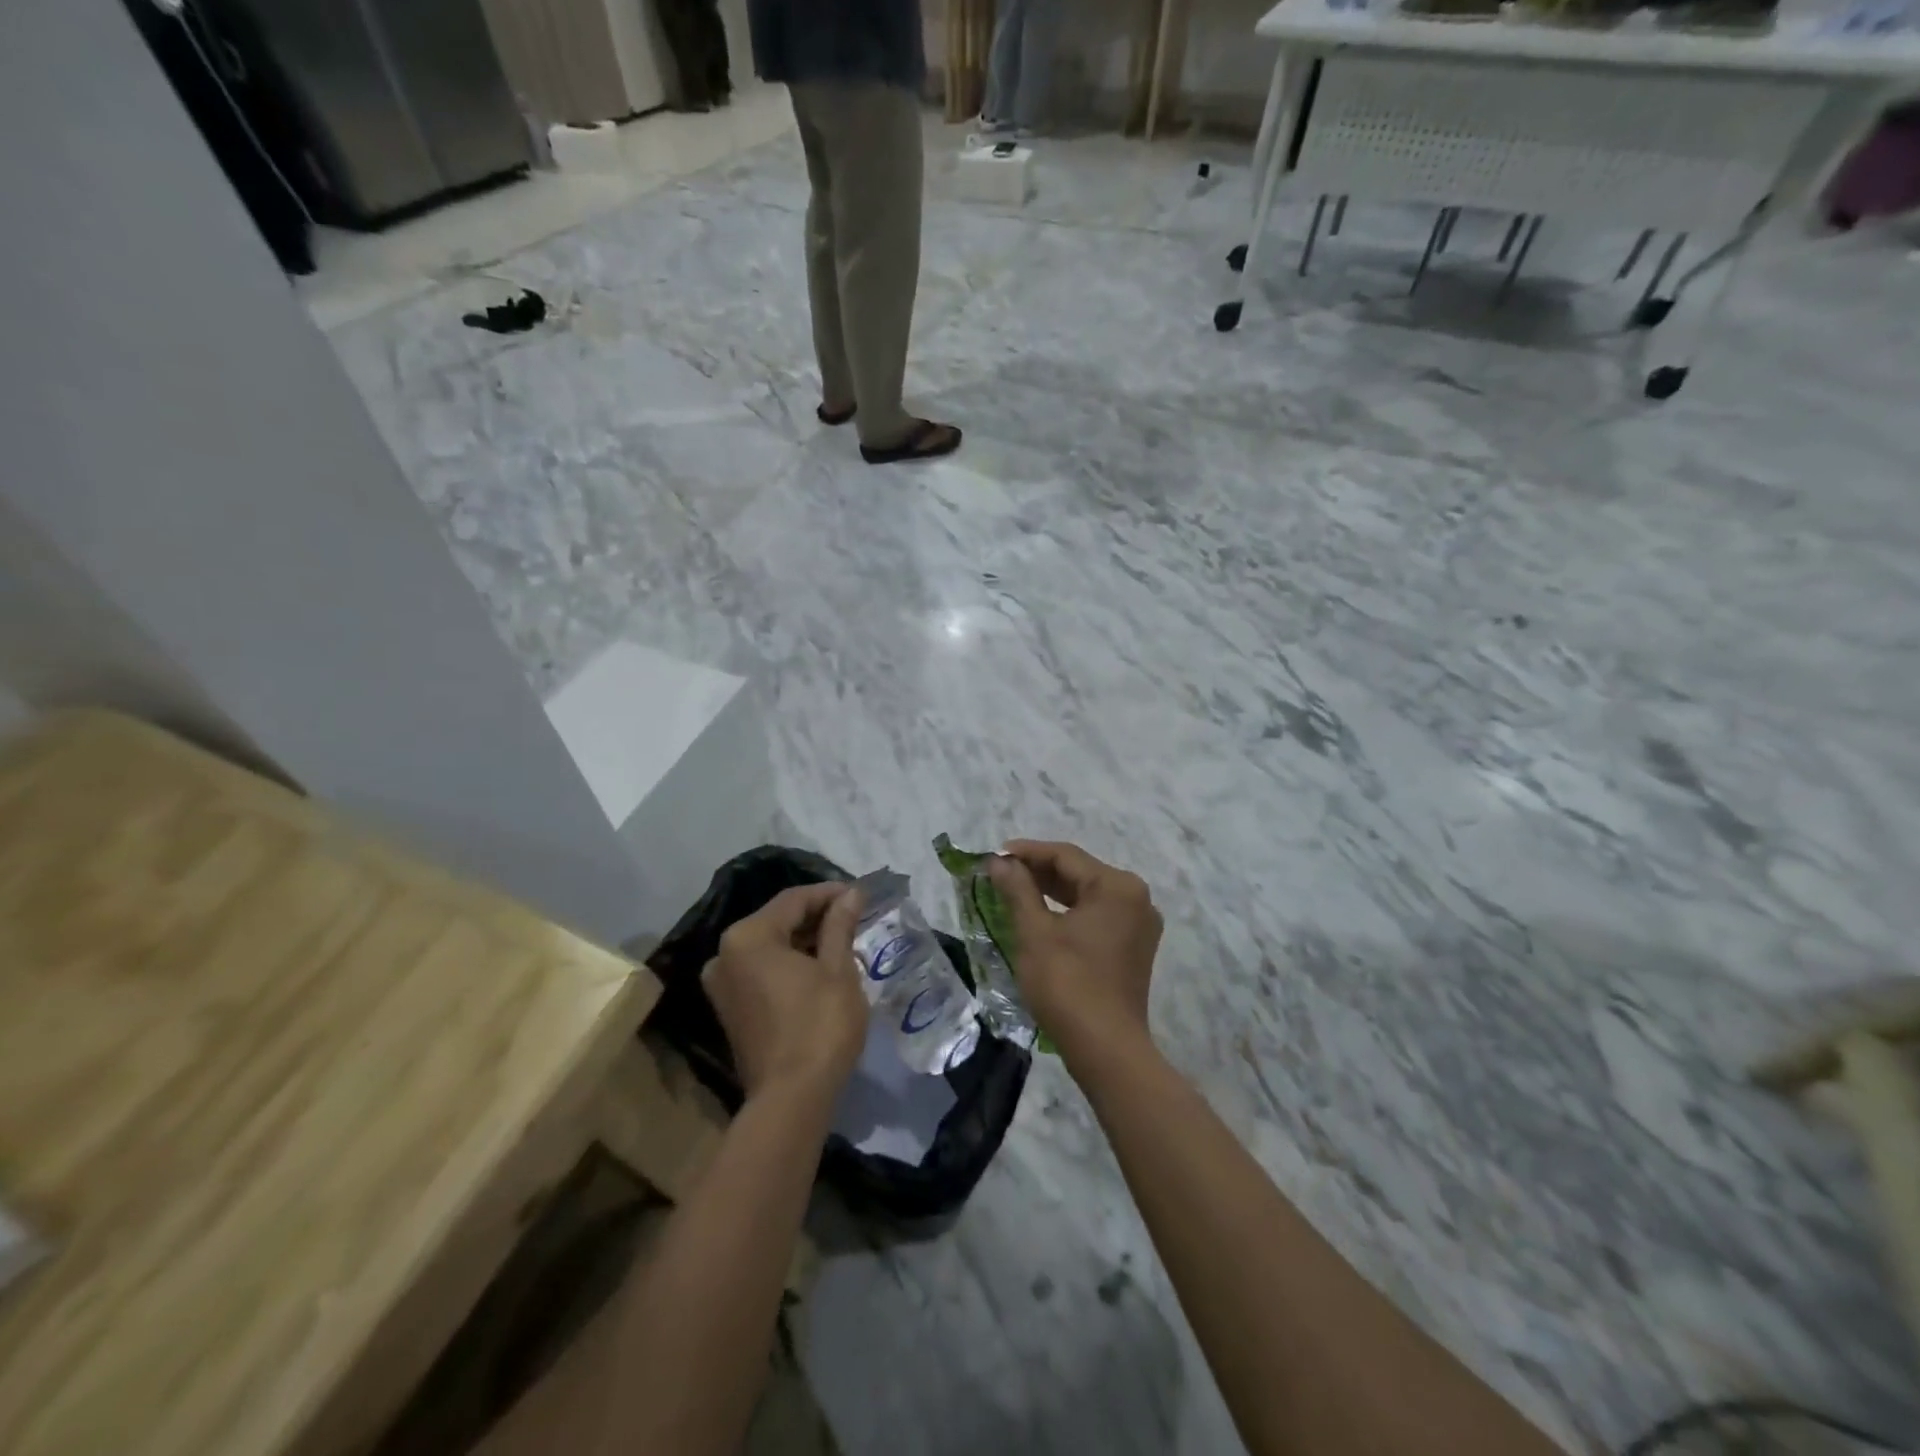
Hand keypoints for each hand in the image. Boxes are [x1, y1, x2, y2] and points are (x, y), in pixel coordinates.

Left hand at [703, 883, 867, 1100]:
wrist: (791, 1099)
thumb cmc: (819, 1026)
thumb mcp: (838, 969)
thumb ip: (840, 925)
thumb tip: (851, 894)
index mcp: (748, 937)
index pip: (793, 900)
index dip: (829, 893)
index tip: (860, 894)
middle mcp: (724, 954)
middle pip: (777, 920)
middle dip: (816, 916)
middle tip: (854, 917)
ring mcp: (722, 984)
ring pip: (769, 946)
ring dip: (803, 940)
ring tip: (842, 940)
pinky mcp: (729, 1008)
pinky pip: (760, 970)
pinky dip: (788, 963)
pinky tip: (818, 967)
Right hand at [987, 840, 1162, 1060]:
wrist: (1106, 1049)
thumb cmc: (1067, 984)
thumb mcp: (1035, 932)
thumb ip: (1017, 889)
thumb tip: (999, 861)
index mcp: (1117, 886)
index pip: (1065, 856)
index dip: (1027, 852)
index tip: (994, 854)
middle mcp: (1136, 898)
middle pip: (1080, 873)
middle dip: (1038, 871)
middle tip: (1000, 873)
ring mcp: (1139, 924)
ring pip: (1088, 895)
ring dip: (1052, 892)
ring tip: (1014, 891)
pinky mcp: (1134, 947)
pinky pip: (1097, 916)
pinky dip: (1069, 912)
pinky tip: (1041, 916)